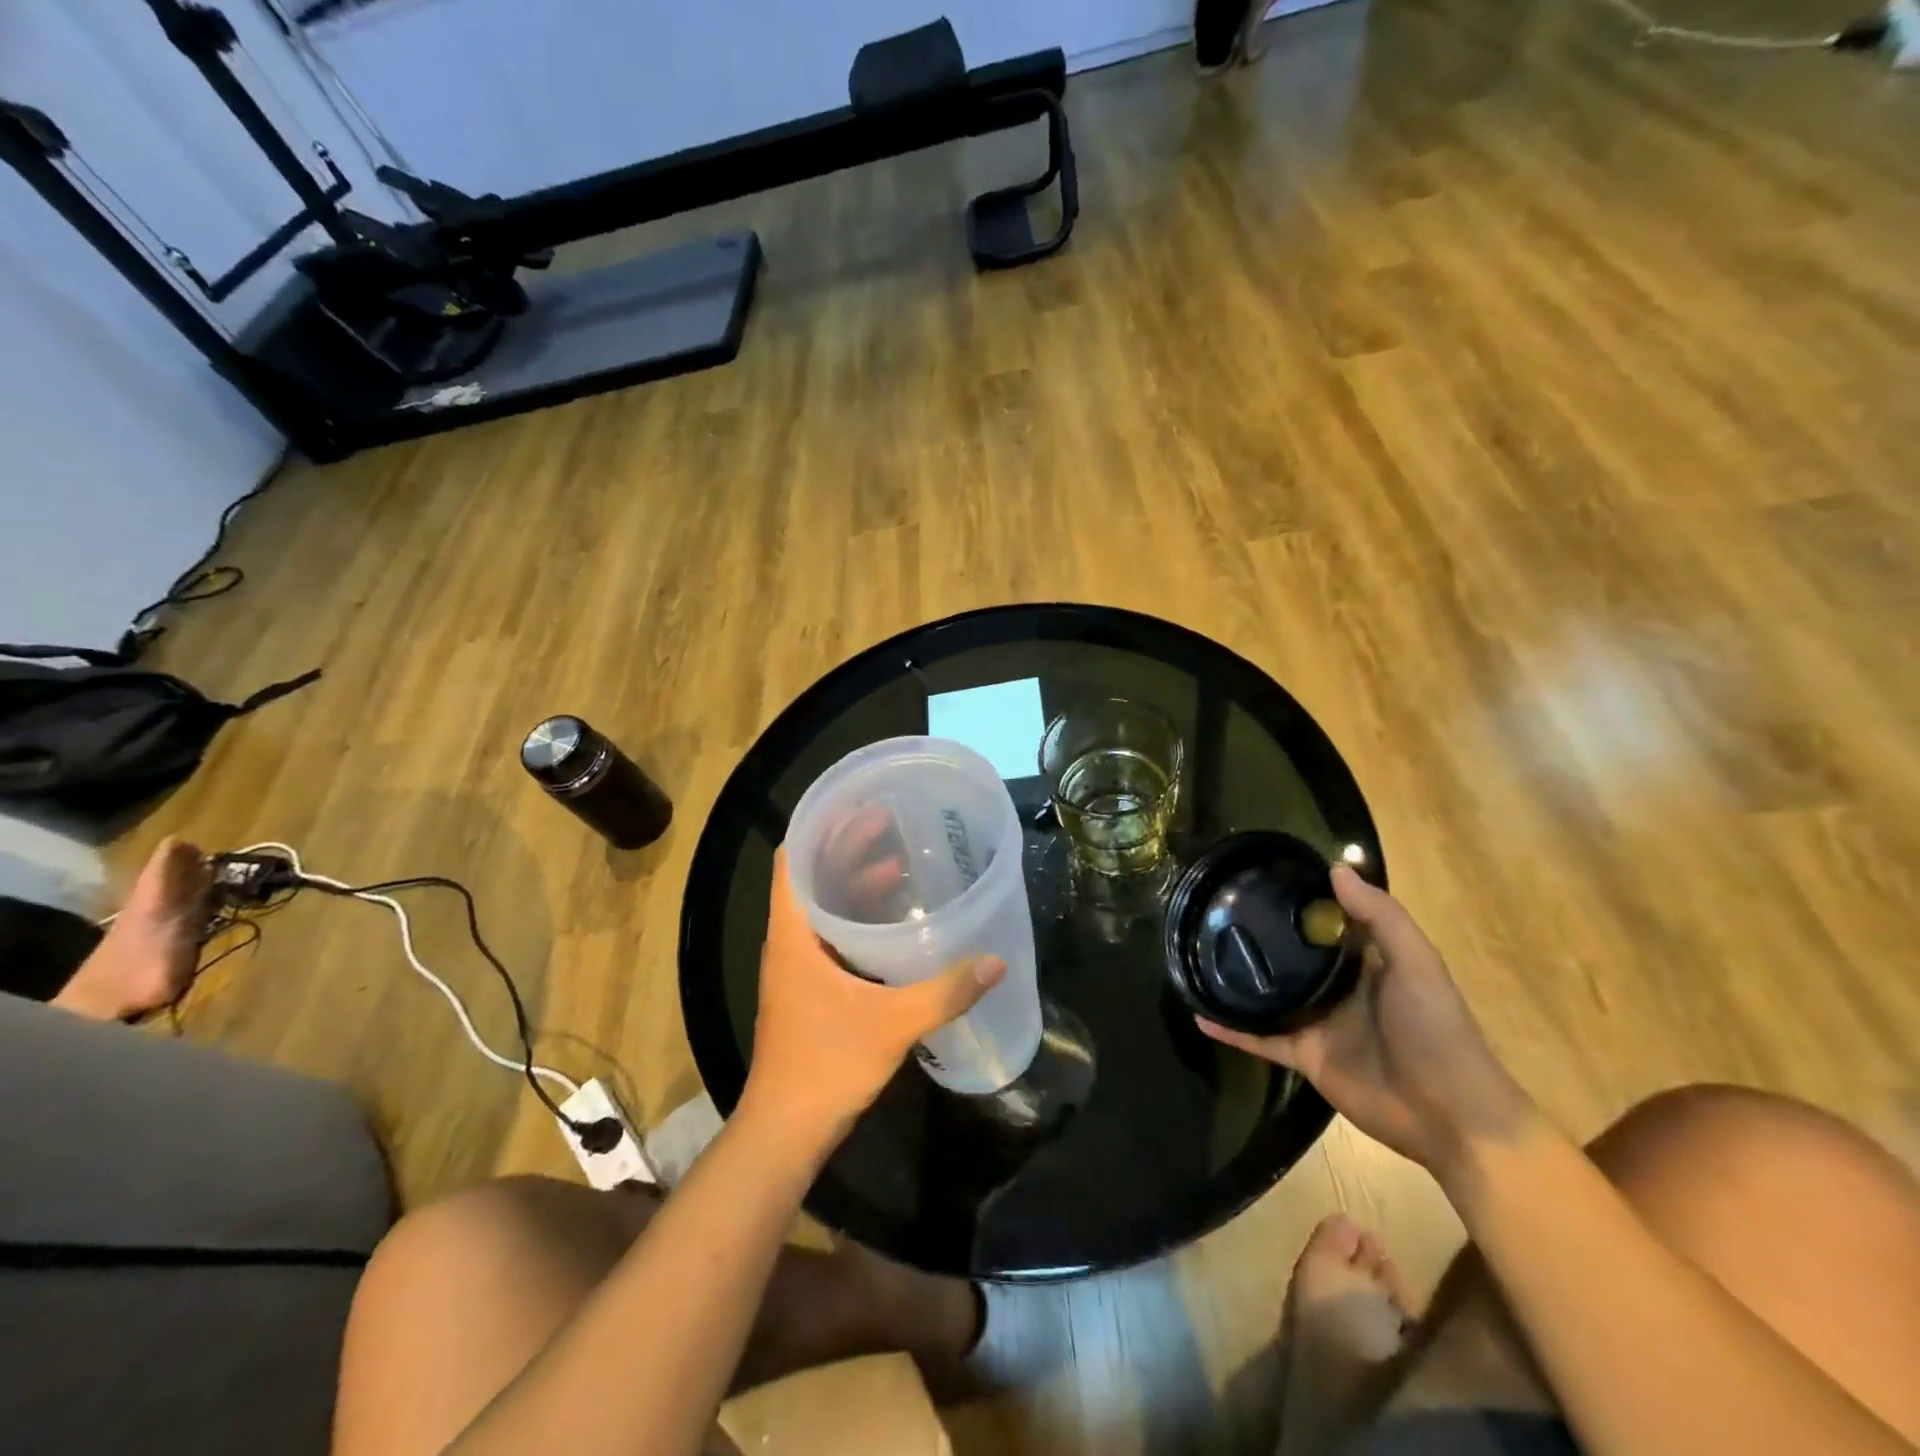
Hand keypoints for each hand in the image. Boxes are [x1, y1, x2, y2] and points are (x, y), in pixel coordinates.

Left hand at [741, 846, 1005, 1147]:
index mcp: (793, 934)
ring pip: (822, 906)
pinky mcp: (809, 988)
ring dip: (853, 882)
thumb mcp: (892, 1024)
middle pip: (812, 876)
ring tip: (898, 860)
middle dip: (846, 847)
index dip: (820, 826)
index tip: (857, 804)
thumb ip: (946, 992)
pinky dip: (857, 916)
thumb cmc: (827, 1064)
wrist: (786, 1130)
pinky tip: (893, 921)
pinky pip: (831, 934)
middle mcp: (789, 941)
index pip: (793, 859)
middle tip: (889, 820)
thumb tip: (995, 962)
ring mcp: (797, 966)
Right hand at [1197, 865, 1531, 1177]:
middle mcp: (1337, 987)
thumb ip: (1380, 917)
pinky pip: (1259, 1038)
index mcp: (1366, 962)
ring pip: (1270, 994)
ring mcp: (1318, 1023)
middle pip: (1292, 956)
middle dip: (1260, 936)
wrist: (1451, 1117)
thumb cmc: (1437, 1031)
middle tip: (1214, 910)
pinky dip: (1230, 1029)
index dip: (1299, 899)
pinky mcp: (1304, 1056)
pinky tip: (1199, 1013)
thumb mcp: (1417, 964)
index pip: (1327, 922)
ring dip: (1239, 979)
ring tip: (1198, 954)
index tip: (1259, 877)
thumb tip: (1335, 867)